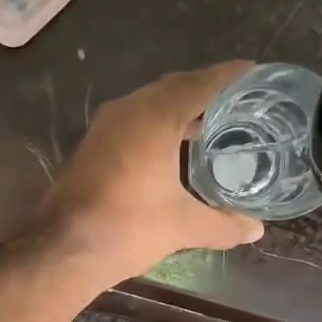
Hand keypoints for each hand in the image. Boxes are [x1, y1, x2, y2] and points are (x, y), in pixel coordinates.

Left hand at [37, 61, 264, 283]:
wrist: (65, 249)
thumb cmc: (129, 228)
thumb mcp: (183, 226)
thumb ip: (223, 224)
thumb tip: (256, 230)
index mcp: (154, 117)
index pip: (199, 84)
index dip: (228, 76)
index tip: (253, 71)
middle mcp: (127, 111)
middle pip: (172, 88)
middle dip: (203, 90)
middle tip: (235, 101)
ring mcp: (104, 127)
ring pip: (148, 104)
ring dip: (177, 108)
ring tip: (208, 124)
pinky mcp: (91, 146)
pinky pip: (132, 121)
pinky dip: (156, 124)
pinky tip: (170, 147)